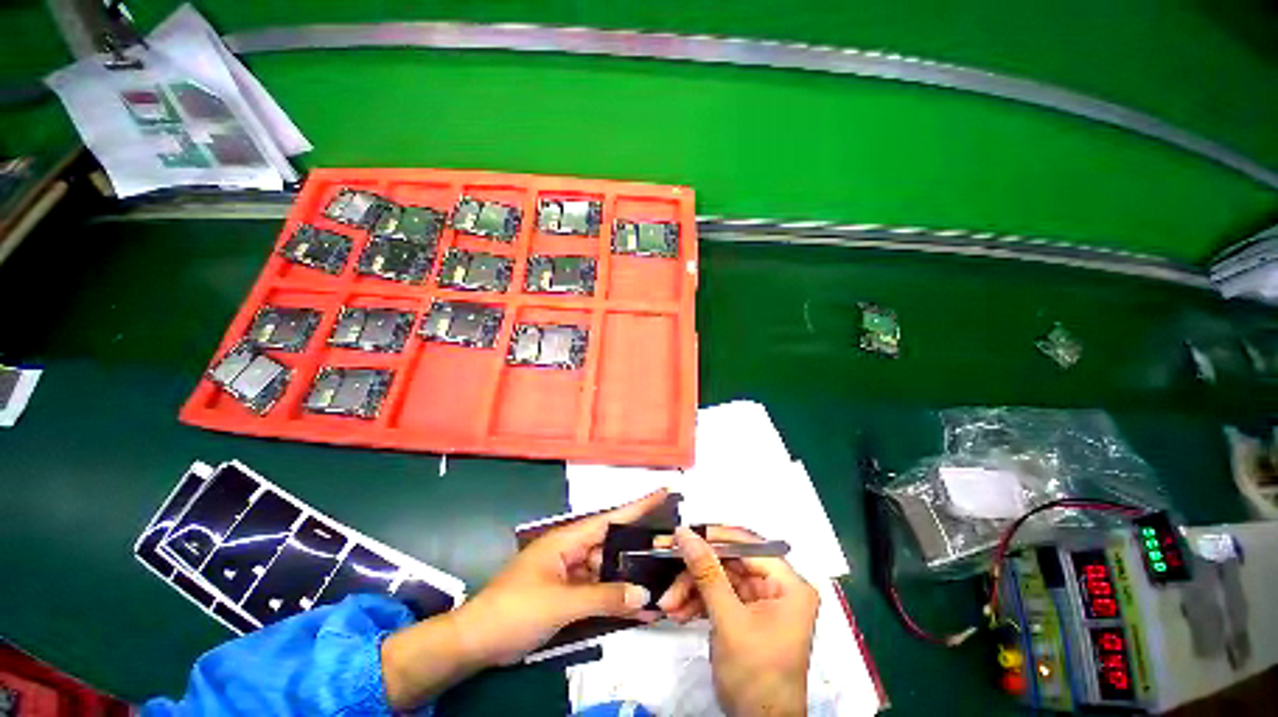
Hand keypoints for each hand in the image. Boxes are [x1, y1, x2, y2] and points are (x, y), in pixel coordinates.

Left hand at [453, 490, 669, 665]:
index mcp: (568, 539)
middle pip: (613, 547)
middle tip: (670, 552)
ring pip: (608, 572)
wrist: (477, 642)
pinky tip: (636, 610)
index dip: (638, 505)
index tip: (662, 493)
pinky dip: (615, 600)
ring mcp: (571, 574)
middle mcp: (573, 551)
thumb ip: (603, 598)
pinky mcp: (568, 595)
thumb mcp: (560, 603)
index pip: (610, 518)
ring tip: (660, 587)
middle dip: (639, 550)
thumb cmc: (514, 609)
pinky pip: (598, 593)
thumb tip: (643, 594)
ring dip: (629, 582)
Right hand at [664, 526, 818, 716]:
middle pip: (730, 562)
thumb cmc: (755, 675)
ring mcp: (760, 602)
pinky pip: (718, 597)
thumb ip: (706, 573)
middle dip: (696, 571)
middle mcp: (777, 587)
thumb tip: (685, 533)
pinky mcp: (745, 616)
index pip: (748, 545)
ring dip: (691, 589)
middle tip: (666, 563)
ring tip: (668, 603)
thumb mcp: (729, 621)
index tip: (683, 534)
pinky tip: (677, 612)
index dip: (715, 537)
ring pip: (719, 579)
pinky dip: (697, 603)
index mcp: (788, 584)